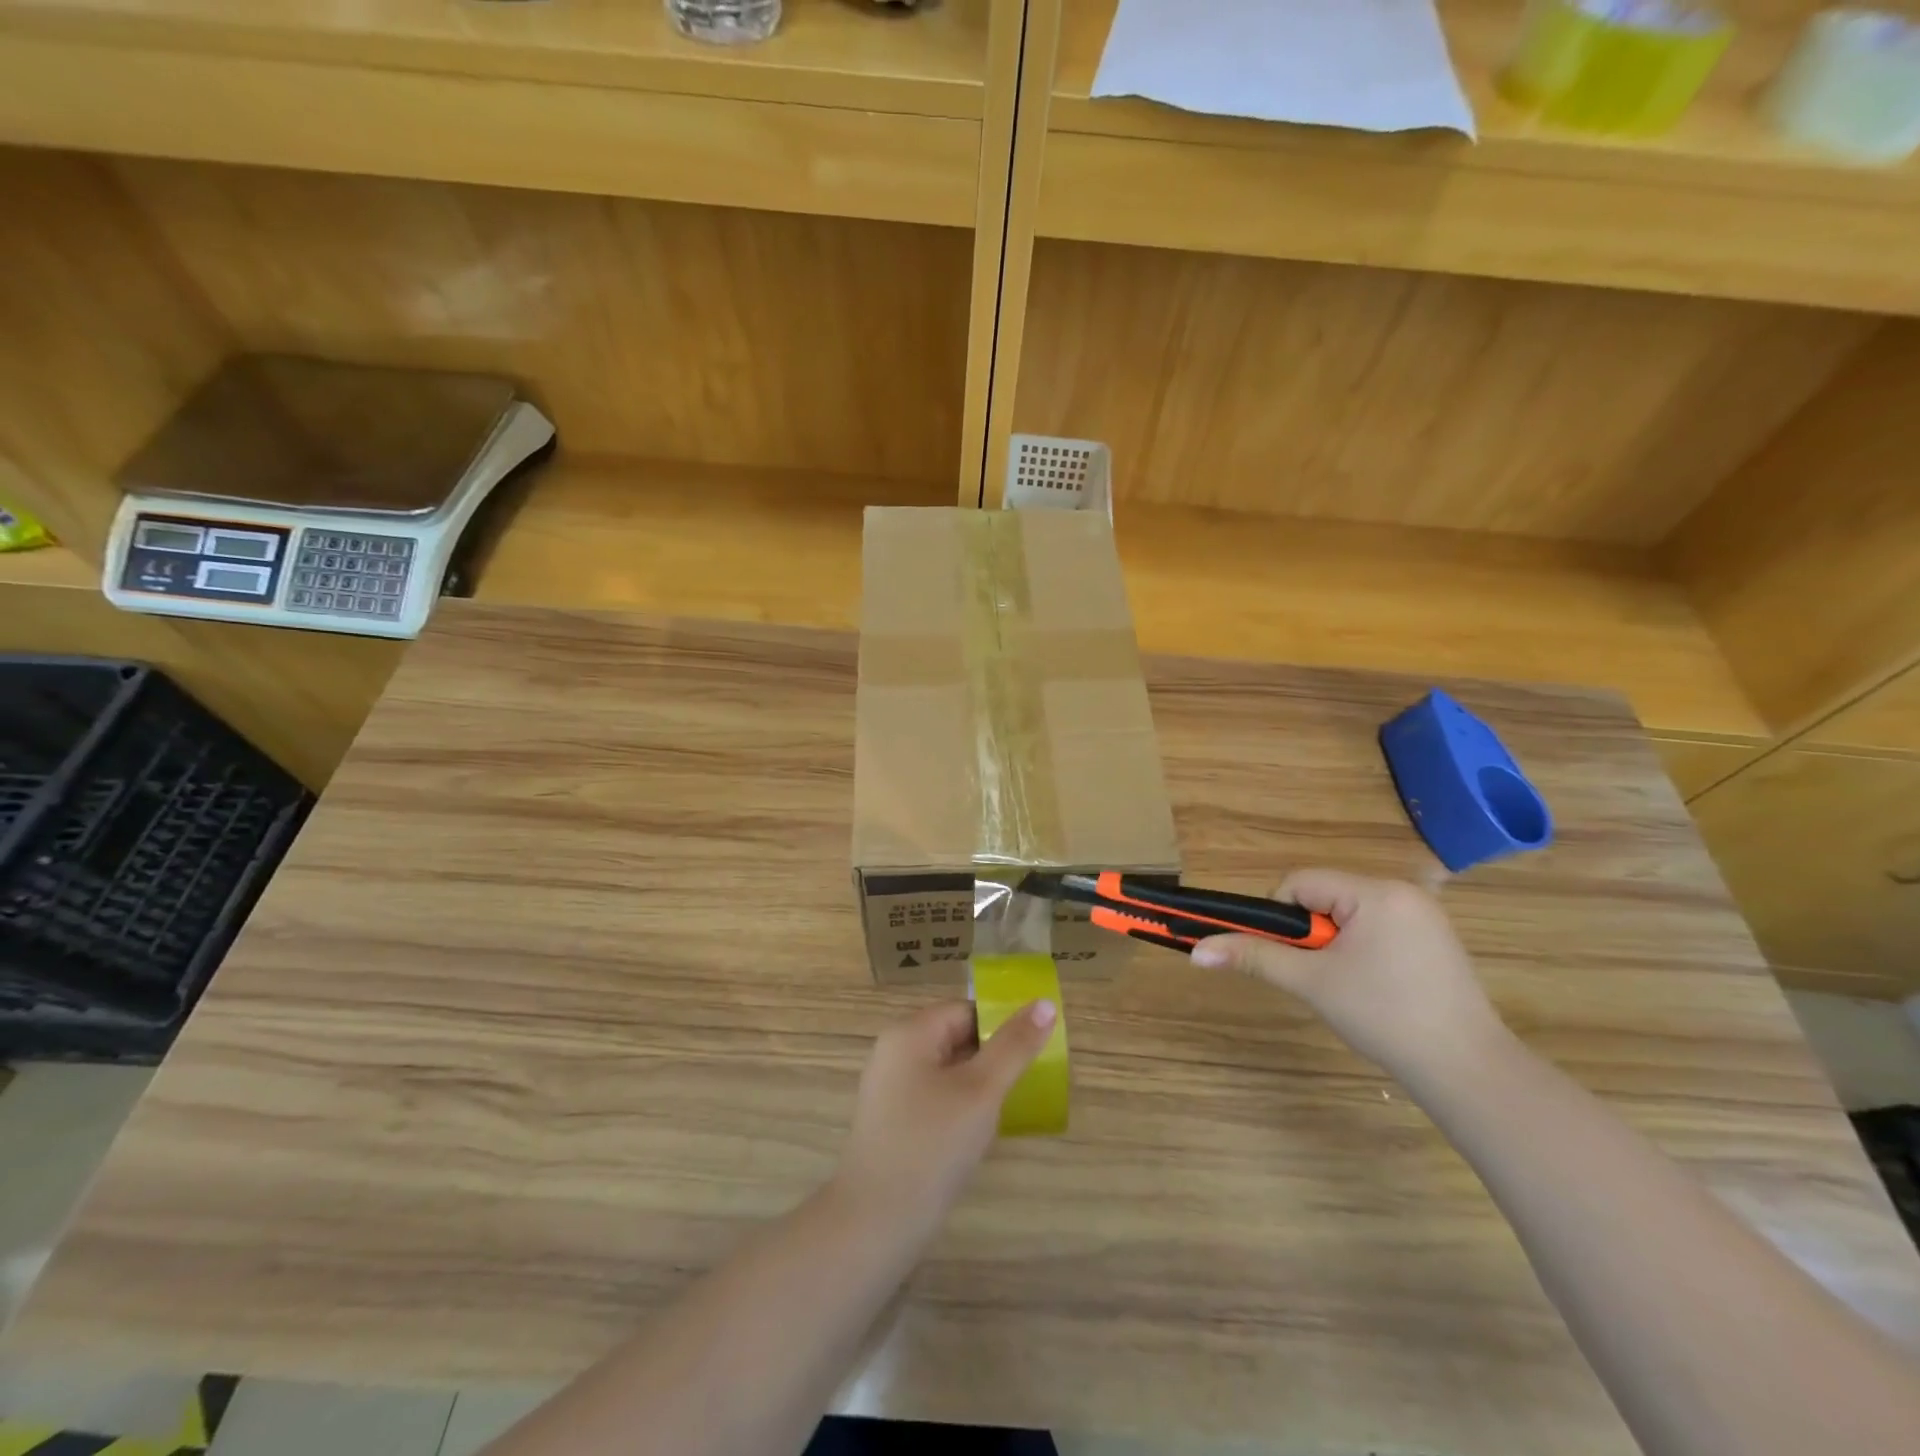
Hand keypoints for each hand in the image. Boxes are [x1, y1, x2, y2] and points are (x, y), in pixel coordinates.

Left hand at [835, 1000, 1056, 1237]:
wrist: (875, 1223)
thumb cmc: (931, 1146)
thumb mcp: (981, 1091)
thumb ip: (1014, 1046)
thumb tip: (1044, 1004)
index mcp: (909, 1033)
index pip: (965, 1010)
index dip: (1001, 1026)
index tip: (1033, 1053)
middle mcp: (894, 1051)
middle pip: (954, 1036)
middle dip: (991, 1057)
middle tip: (1025, 1084)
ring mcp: (889, 1088)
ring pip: (946, 1069)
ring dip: (977, 1084)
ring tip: (1008, 1109)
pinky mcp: (891, 1120)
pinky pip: (933, 1096)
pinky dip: (959, 1106)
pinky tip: (977, 1134)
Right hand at [1191, 869, 1508, 1079]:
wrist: (1467, 1070)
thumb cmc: (1384, 1016)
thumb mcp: (1311, 982)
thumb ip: (1254, 957)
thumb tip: (1197, 950)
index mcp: (1375, 891)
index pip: (1300, 883)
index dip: (1282, 919)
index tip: (1291, 958)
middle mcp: (1402, 892)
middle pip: (1324, 897)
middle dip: (1311, 935)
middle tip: (1321, 977)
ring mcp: (1424, 916)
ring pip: (1349, 915)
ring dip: (1334, 945)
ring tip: (1348, 987)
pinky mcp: (1436, 940)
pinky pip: (1377, 929)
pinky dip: (1362, 952)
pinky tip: (1374, 989)